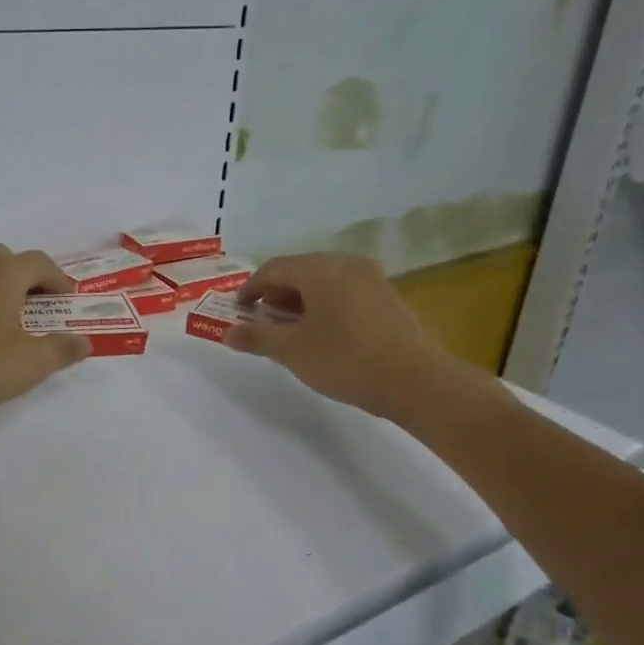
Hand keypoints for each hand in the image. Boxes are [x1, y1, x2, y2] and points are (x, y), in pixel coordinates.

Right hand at [223, 252, 480, 423]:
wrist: (415, 381)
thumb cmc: (344, 359)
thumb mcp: (292, 350)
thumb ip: (257, 337)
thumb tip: (228, 333)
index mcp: (319, 269)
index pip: (273, 269)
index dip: (250, 289)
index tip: (238, 311)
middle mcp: (346, 264)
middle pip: (300, 271)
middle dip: (277, 295)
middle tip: (263, 321)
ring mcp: (372, 279)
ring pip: (325, 282)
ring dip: (302, 301)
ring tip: (292, 330)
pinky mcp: (389, 298)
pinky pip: (346, 293)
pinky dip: (326, 306)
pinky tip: (324, 334)